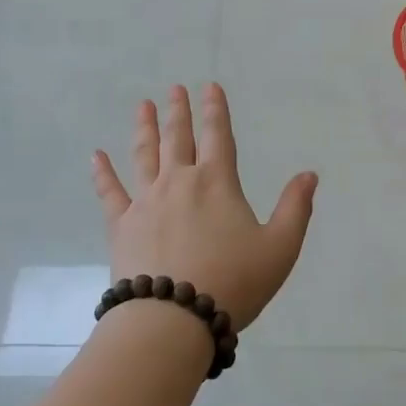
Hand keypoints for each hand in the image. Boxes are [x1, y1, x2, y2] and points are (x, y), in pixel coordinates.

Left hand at [92, 84, 317, 331]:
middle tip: (174, 88)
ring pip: (144, 155)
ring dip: (145, 128)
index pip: (218, 135)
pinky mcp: (121, 225)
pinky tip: (96, 156)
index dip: (215, 109)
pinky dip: (103, 172)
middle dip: (179, 111)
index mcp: (217, 183)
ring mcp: (146, 202)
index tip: (209, 86)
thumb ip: (295, 208)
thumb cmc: (233, 282)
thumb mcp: (279, 248)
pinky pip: (109, 192)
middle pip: (178, 138)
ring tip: (143, 106)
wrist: (173, 319)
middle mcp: (179, 182)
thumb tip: (309, 174)